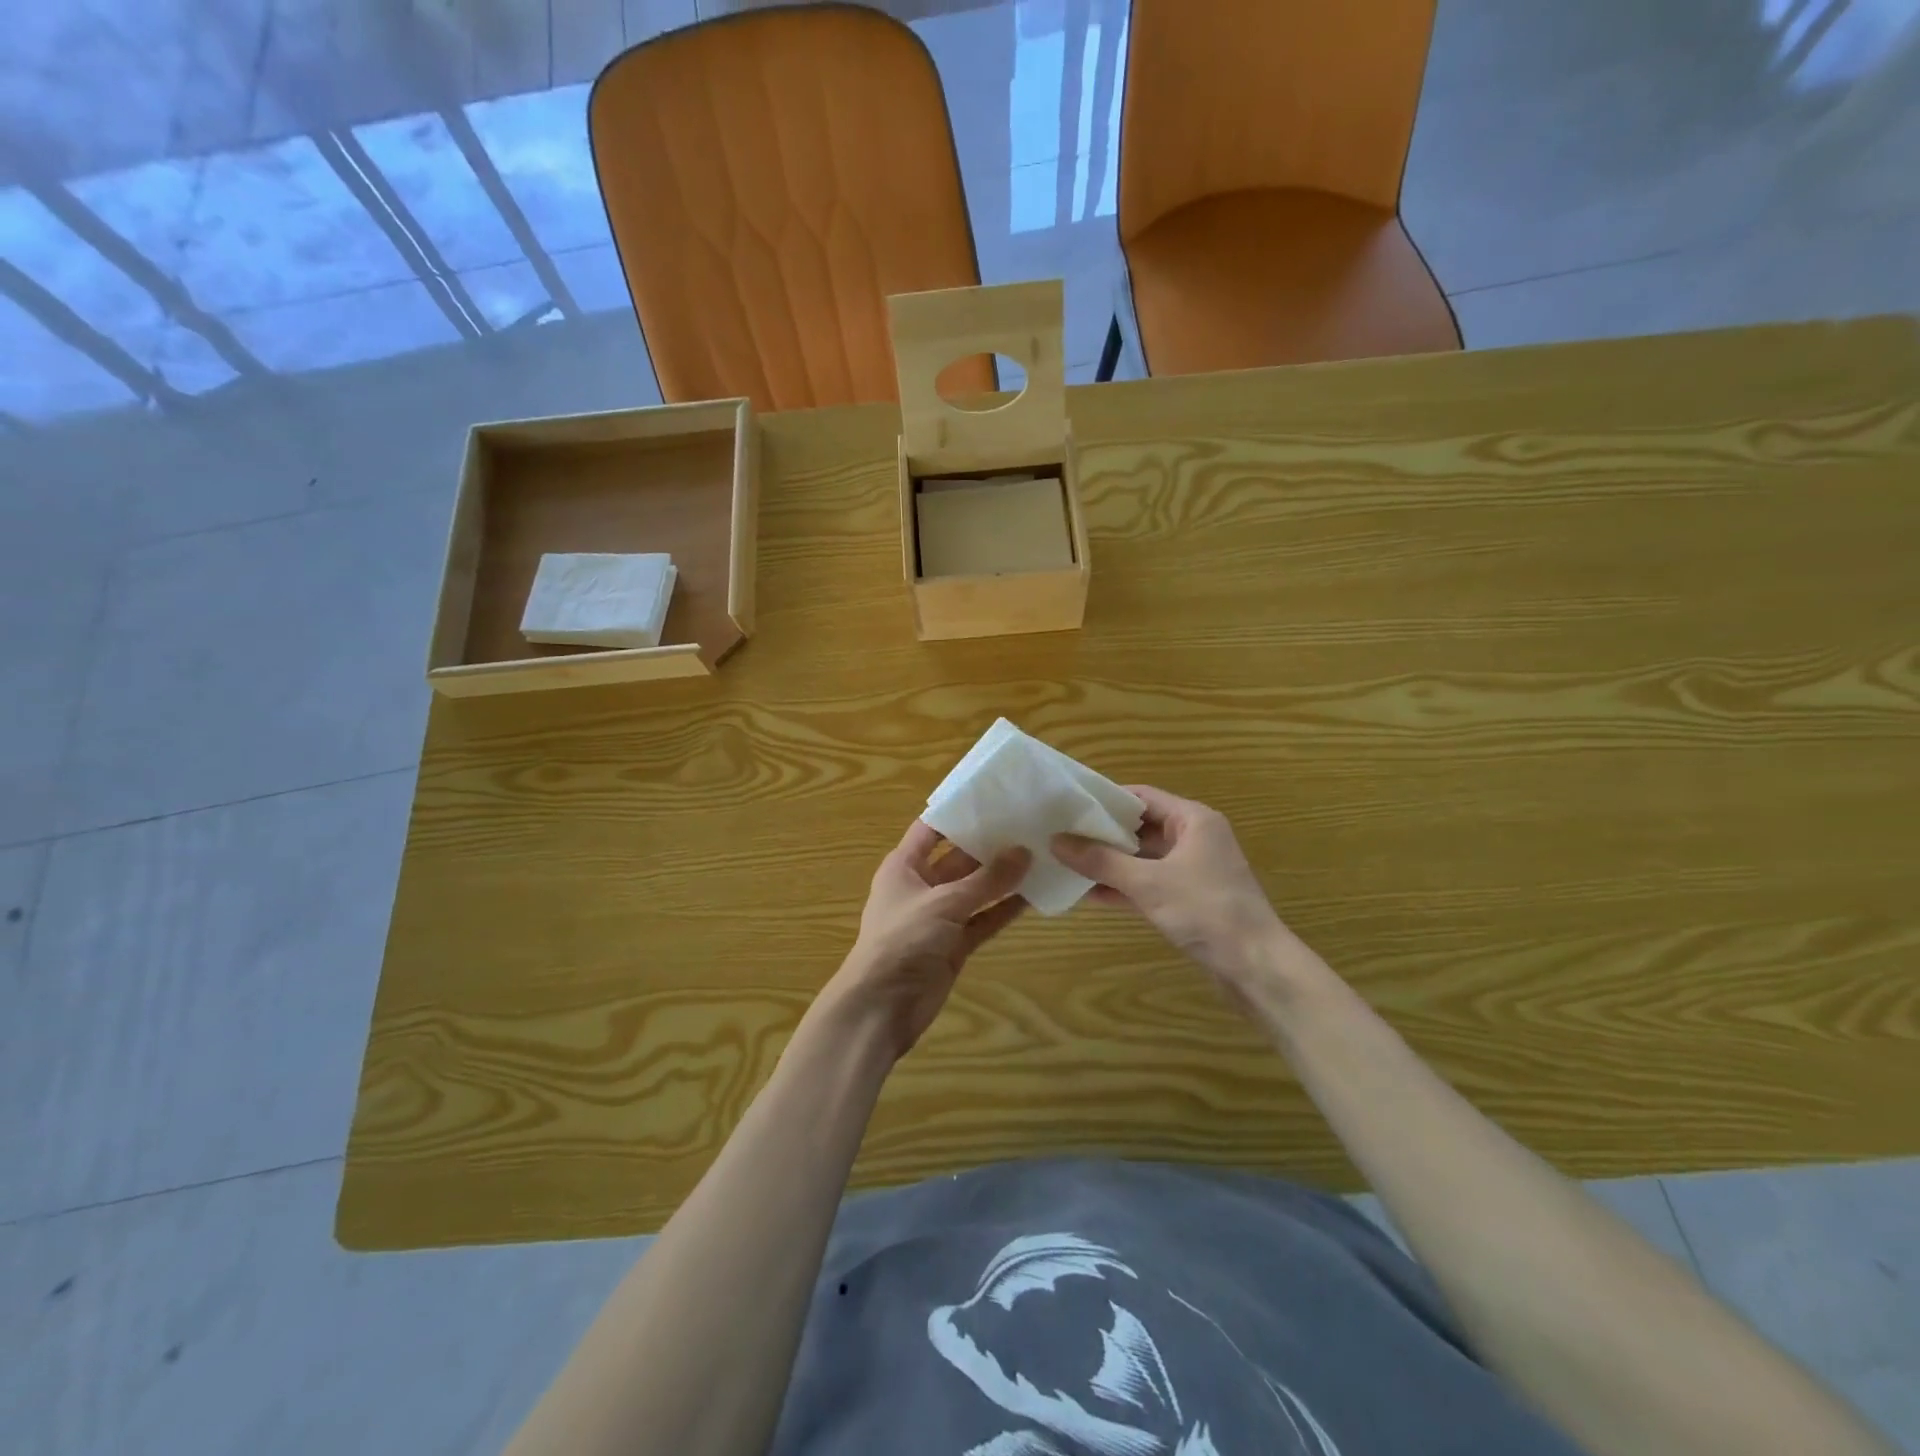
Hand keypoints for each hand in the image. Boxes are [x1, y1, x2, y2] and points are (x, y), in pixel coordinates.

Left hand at [820, 821, 1029, 1062]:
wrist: (881, 1008)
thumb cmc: (901, 941)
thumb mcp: (944, 903)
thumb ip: (986, 880)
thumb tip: (1025, 851)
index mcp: (904, 865)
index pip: (932, 828)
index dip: (960, 812)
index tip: (996, 795)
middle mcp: (922, 886)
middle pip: (960, 858)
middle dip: (991, 844)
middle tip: (1031, 824)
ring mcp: (940, 916)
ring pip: (976, 889)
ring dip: (1003, 877)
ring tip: (1041, 854)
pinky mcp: (955, 944)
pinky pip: (983, 919)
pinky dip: (1004, 909)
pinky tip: (1035, 895)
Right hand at [1052, 785, 1305, 1010]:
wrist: (1255, 966)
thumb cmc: (1206, 911)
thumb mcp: (1148, 883)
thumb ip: (1101, 861)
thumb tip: (1055, 841)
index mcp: (1192, 820)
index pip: (1141, 796)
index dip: (1105, 799)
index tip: (1069, 806)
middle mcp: (1193, 838)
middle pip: (1139, 826)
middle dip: (1101, 833)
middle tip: (1060, 834)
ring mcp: (1191, 870)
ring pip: (1141, 858)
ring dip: (1108, 863)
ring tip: (1066, 863)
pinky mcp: (1188, 898)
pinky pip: (1147, 883)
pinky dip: (1122, 887)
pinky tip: (1087, 894)